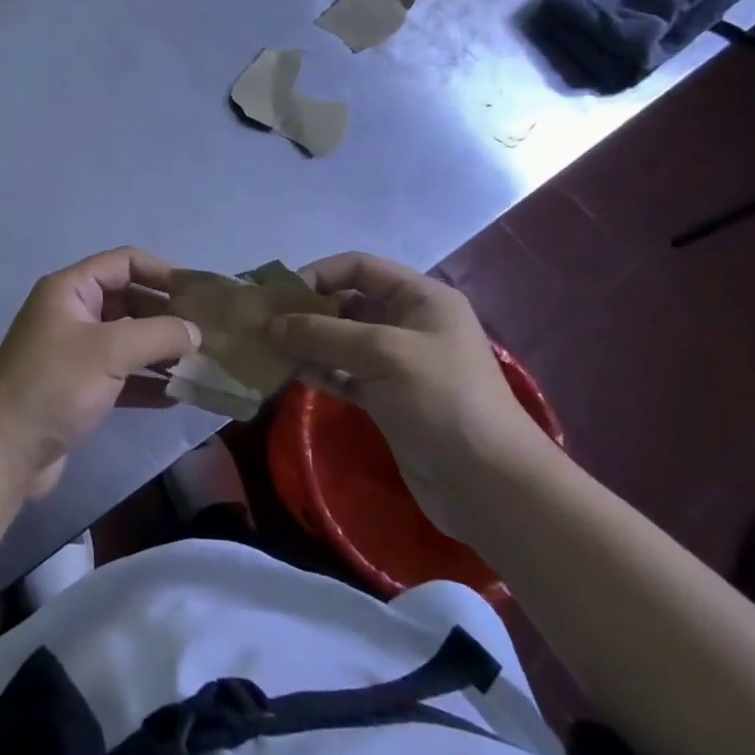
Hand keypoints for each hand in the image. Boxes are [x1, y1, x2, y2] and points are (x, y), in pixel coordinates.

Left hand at [0, 248, 200, 499]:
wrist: (3, 451)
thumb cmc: (54, 384)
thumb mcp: (110, 351)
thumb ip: (158, 334)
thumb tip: (196, 331)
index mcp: (71, 289)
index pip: (124, 262)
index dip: (163, 272)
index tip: (199, 294)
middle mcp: (72, 313)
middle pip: (128, 300)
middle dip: (166, 314)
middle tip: (207, 333)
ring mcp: (74, 352)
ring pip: (127, 340)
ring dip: (161, 350)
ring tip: (201, 364)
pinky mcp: (78, 389)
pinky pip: (121, 375)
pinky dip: (147, 381)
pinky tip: (178, 396)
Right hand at [268, 252, 552, 536]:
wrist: (490, 486)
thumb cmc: (442, 400)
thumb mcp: (382, 353)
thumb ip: (323, 333)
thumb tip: (271, 325)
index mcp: (420, 298)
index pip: (359, 267)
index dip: (319, 274)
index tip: (281, 295)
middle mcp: (409, 323)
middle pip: (347, 303)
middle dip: (307, 311)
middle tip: (265, 323)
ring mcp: (399, 364)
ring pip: (342, 341)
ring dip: (307, 343)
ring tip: (268, 350)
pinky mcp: (389, 400)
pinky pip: (344, 375)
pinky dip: (318, 372)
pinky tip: (289, 375)